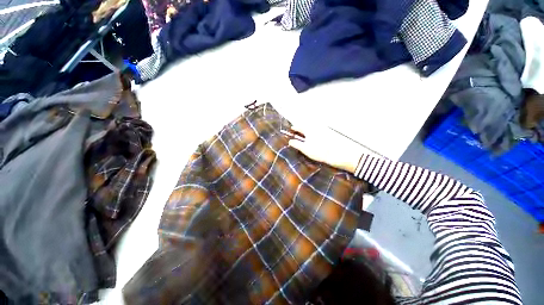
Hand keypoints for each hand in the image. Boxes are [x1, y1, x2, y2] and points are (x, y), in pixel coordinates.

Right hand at [287, 124, 365, 173]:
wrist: (338, 154)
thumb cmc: (319, 151)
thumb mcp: (305, 149)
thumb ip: (297, 144)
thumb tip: (290, 141)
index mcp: (309, 130)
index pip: (300, 127)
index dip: (295, 128)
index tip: (292, 128)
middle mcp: (316, 128)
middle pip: (307, 126)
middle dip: (302, 128)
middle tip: (298, 131)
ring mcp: (323, 131)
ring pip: (313, 129)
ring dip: (308, 131)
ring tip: (305, 135)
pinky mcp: (329, 135)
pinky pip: (318, 132)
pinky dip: (314, 134)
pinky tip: (315, 139)